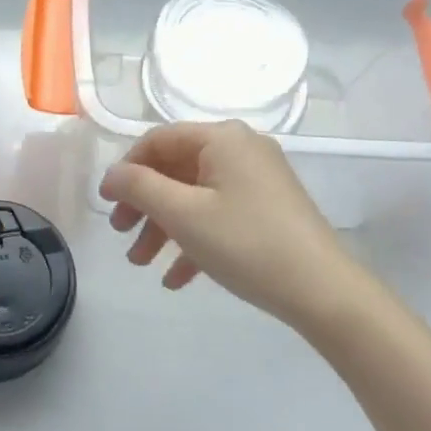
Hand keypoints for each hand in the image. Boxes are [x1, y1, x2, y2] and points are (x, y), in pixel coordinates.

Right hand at [101, 120, 359, 327]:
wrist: (323, 291)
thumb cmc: (246, 243)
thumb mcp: (183, 214)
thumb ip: (139, 188)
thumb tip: (112, 175)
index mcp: (222, 138)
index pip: (158, 141)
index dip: (126, 170)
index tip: (106, 205)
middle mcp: (241, 150)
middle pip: (176, 169)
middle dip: (145, 206)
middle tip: (122, 238)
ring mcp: (257, 180)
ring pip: (195, 196)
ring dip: (164, 228)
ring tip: (142, 265)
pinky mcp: (268, 209)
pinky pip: (219, 215)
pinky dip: (194, 241)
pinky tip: (176, 279)